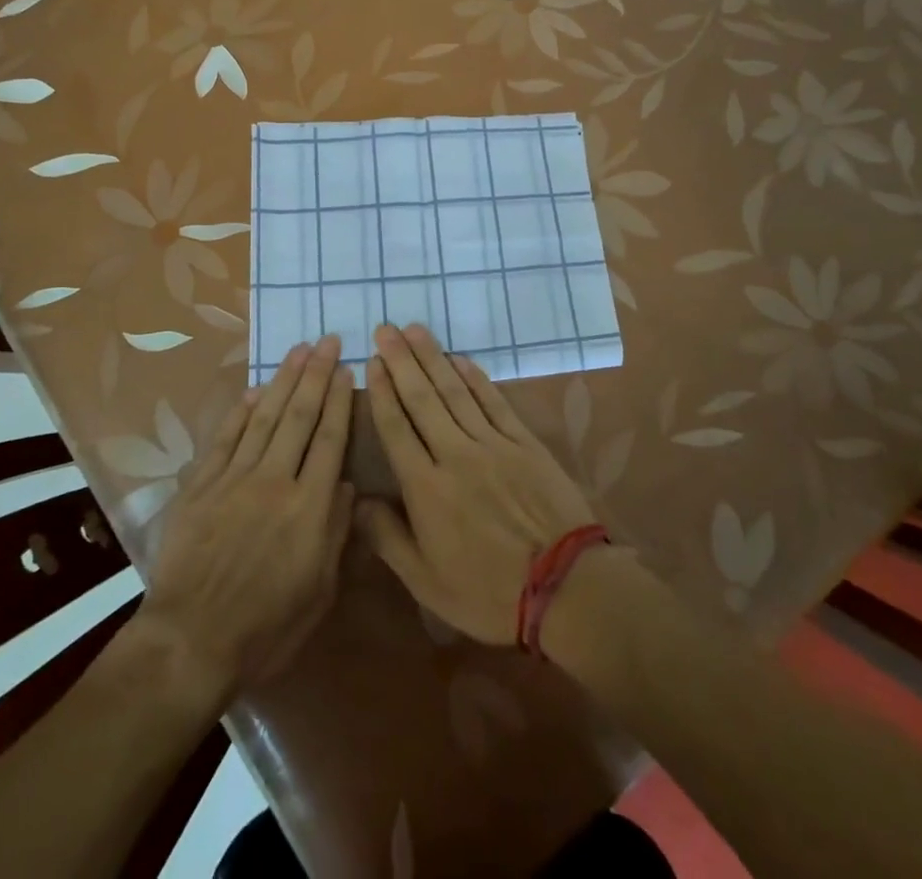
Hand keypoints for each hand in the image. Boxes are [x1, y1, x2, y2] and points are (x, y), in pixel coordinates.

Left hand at [137, 334, 354, 699]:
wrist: (191, 641)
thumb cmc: (266, 628)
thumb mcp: (318, 591)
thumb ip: (334, 533)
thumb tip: (346, 485)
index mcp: (309, 508)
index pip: (330, 440)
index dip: (340, 401)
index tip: (347, 369)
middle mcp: (275, 481)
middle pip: (299, 416)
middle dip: (316, 375)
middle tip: (327, 340)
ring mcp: (235, 479)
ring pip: (264, 417)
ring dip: (283, 380)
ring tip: (298, 350)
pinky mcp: (202, 485)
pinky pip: (226, 437)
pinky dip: (241, 410)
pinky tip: (255, 389)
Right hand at [355, 323, 598, 644]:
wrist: (566, 587)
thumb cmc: (489, 592)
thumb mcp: (427, 583)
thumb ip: (388, 538)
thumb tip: (355, 500)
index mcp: (426, 488)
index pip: (396, 428)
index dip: (382, 392)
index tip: (371, 362)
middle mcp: (455, 455)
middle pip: (422, 399)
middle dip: (401, 362)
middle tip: (385, 329)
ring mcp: (492, 444)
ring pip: (455, 392)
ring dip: (433, 358)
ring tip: (415, 331)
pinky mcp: (524, 442)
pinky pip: (494, 401)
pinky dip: (475, 378)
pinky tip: (460, 359)